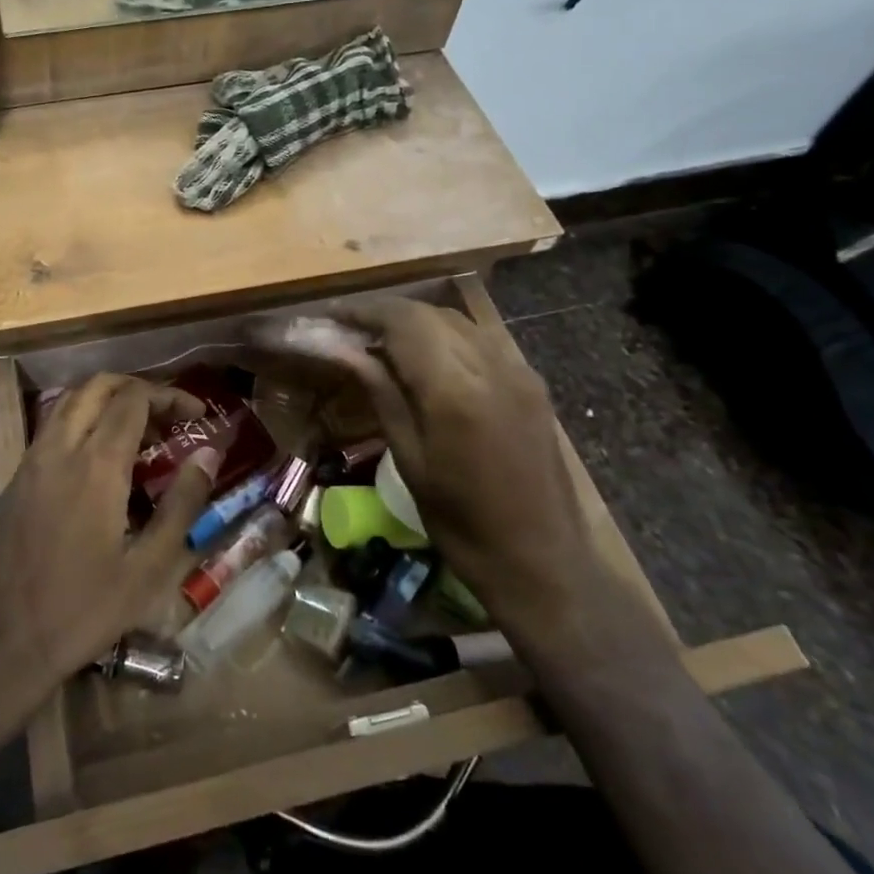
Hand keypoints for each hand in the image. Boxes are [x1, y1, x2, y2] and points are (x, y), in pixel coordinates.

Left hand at [0, 374, 217, 715]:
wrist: (2, 642)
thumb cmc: (83, 610)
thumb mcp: (149, 568)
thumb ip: (181, 504)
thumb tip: (207, 454)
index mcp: (95, 464)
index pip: (134, 399)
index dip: (169, 396)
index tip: (197, 414)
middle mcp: (58, 449)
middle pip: (97, 387)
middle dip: (136, 388)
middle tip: (167, 415)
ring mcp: (30, 462)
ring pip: (68, 404)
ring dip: (105, 402)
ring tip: (137, 434)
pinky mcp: (13, 481)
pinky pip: (50, 430)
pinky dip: (81, 423)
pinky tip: (98, 463)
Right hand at [336, 299, 601, 639]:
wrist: (543, 562)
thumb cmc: (461, 523)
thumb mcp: (409, 459)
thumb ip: (381, 393)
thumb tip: (344, 350)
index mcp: (454, 389)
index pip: (402, 321)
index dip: (363, 311)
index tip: (330, 316)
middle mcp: (490, 365)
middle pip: (429, 313)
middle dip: (386, 313)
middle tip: (348, 329)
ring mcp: (517, 372)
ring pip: (457, 321)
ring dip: (415, 321)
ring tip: (380, 341)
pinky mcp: (531, 384)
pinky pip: (480, 340)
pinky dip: (445, 336)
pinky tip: (425, 360)